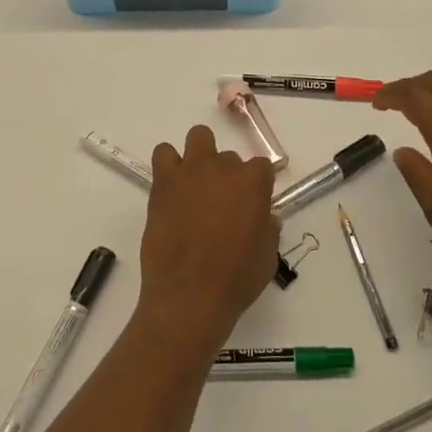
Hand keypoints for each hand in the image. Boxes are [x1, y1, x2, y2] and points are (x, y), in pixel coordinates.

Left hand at [136, 125, 280, 353]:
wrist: (190, 294)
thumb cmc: (236, 279)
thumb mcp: (267, 256)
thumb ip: (268, 229)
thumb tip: (266, 217)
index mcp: (254, 182)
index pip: (261, 167)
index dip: (256, 187)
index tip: (251, 206)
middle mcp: (224, 167)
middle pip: (229, 157)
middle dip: (227, 176)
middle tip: (220, 205)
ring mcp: (192, 171)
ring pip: (199, 137)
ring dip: (200, 156)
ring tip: (195, 185)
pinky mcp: (163, 181)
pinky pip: (163, 154)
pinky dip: (168, 165)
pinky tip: (171, 188)